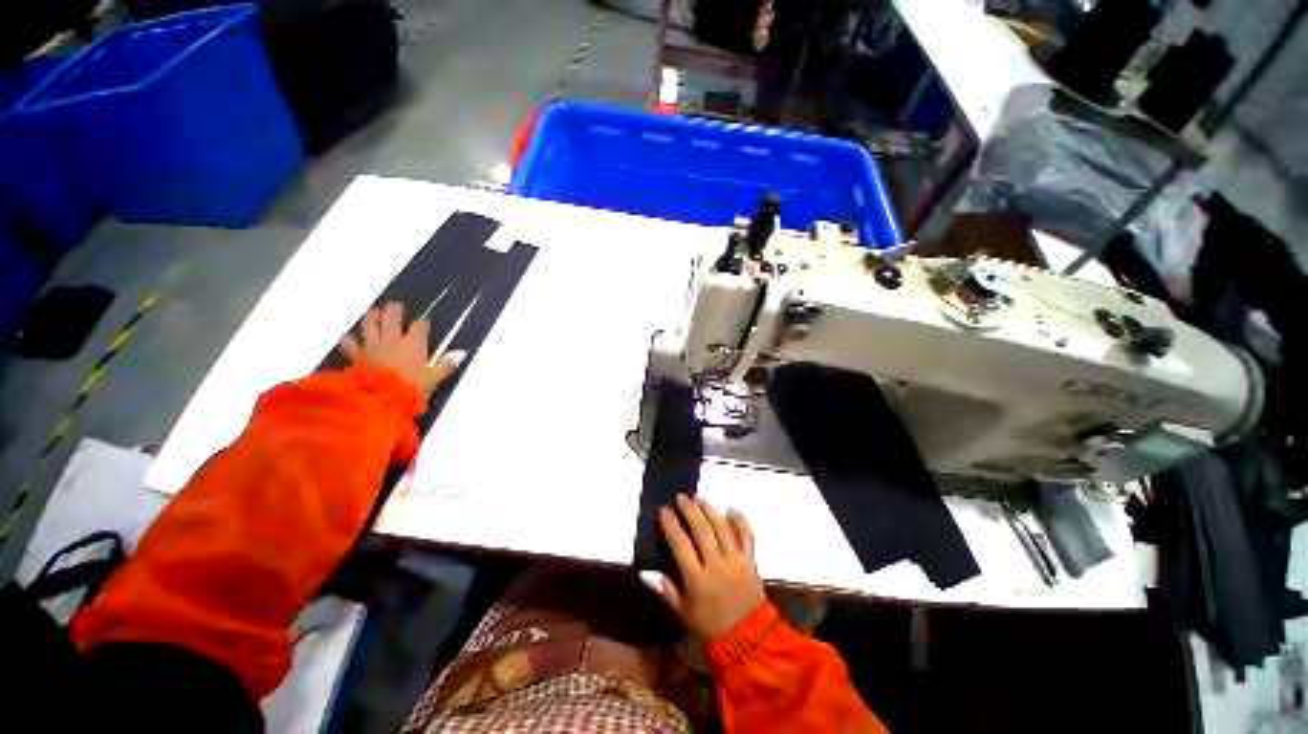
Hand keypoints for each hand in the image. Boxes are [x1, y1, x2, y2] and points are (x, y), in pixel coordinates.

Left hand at [340, 301, 465, 399]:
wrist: (380, 400)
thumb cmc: (411, 389)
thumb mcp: (434, 379)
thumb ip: (446, 365)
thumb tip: (461, 354)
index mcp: (414, 344)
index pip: (419, 326)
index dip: (422, 322)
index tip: (424, 320)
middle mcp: (392, 340)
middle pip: (392, 317)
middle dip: (395, 309)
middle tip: (396, 305)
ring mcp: (372, 346)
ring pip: (370, 324)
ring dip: (372, 316)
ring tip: (375, 312)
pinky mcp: (357, 356)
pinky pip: (350, 343)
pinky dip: (350, 339)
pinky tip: (349, 337)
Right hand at [646, 495, 766, 640]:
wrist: (747, 639)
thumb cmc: (710, 626)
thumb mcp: (683, 612)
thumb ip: (665, 589)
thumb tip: (644, 571)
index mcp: (697, 578)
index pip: (680, 543)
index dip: (670, 524)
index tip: (663, 510)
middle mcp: (716, 564)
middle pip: (702, 529)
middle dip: (690, 510)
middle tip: (681, 497)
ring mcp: (735, 560)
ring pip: (722, 527)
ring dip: (709, 509)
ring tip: (699, 498)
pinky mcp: (750, 560)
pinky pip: (746, 535)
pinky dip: (739, 520)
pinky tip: (730, 509)